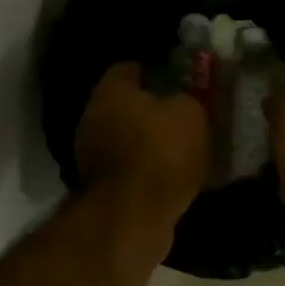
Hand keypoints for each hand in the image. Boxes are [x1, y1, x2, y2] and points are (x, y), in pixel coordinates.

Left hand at [74, 62, 208, 222]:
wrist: (132, 217)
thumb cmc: (161, 153)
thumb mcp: (191, 115)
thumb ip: (189, 99)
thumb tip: (184, 99)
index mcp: (110, 91)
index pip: (128, 68)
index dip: (155, 72)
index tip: (178, 80)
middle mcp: (93, 118)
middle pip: (125, 106)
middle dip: (151, 111)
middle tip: (184, 117)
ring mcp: (93, 157)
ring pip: (127, 141)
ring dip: (149, 145)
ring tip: (183, 151)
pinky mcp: (102, 189)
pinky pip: (130, 171)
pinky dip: (147, 173)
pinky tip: (171, 179)